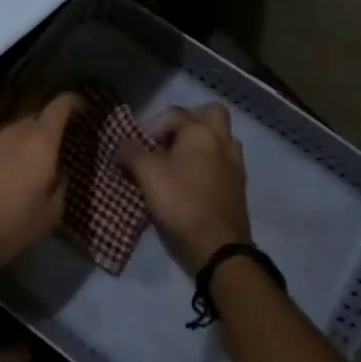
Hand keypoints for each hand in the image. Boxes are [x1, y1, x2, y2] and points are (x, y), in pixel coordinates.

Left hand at [0, 91, 83, 271]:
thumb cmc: (9, 225)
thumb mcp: (50, 212)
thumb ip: (60, 183)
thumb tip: (58, 170)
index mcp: (39, 140)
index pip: (61, 105)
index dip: (75, 102)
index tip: (84, 109)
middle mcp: (13, 130)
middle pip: (36, 116)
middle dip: (49, 125)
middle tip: (59, 142)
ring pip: (12, 130)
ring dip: (24, 140)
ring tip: (32, 159)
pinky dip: (4, 152)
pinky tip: (4, 171)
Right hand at [118, 103, 250, 273]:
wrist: (218, 248)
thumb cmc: (181, 203)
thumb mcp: (147, 175)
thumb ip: (132, 153)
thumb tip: (122, 144)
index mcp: (201, 133)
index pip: (174, 113)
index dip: (152, 124)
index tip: (138, 145)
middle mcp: (223, 142)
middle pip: (211, 114)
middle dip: (189, 121)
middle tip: (168, 140)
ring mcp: (235, 165)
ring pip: (221, 139)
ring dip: (202, 144)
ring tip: (179, 162)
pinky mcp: (238, 188)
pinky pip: (223, 163)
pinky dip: (209, 165)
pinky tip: (191, 182)